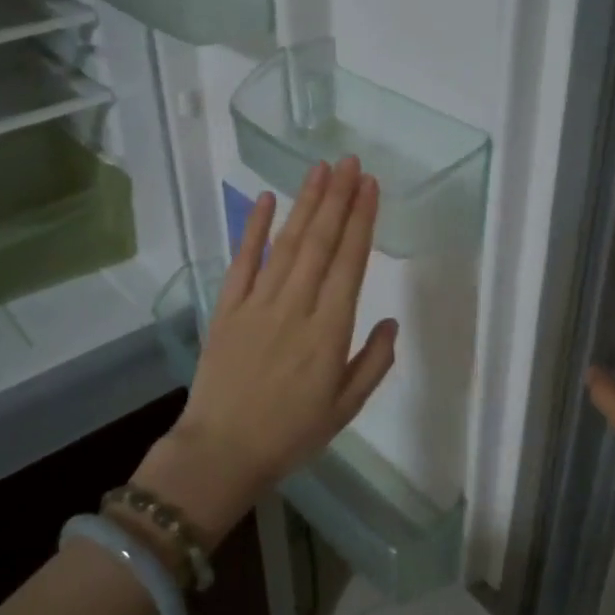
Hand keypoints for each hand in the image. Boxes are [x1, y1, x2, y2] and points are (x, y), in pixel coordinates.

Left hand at [134, 156, 397, 545]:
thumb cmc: (291, 434)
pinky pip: (242, 261)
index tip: (370, 186)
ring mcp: (257, 304)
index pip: (350, 263)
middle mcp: (295, 307)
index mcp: (328, 332)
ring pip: (286, 244)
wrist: (222, 452)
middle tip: (350, 162)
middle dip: (337, 198)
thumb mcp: (346, 408)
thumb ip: (374, 362)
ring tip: (319, 169)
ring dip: (304, 203)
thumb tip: (392, 320)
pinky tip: (265, 199)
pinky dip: (254, 229)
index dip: (361, 220)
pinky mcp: (227, 308)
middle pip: (320, 242)